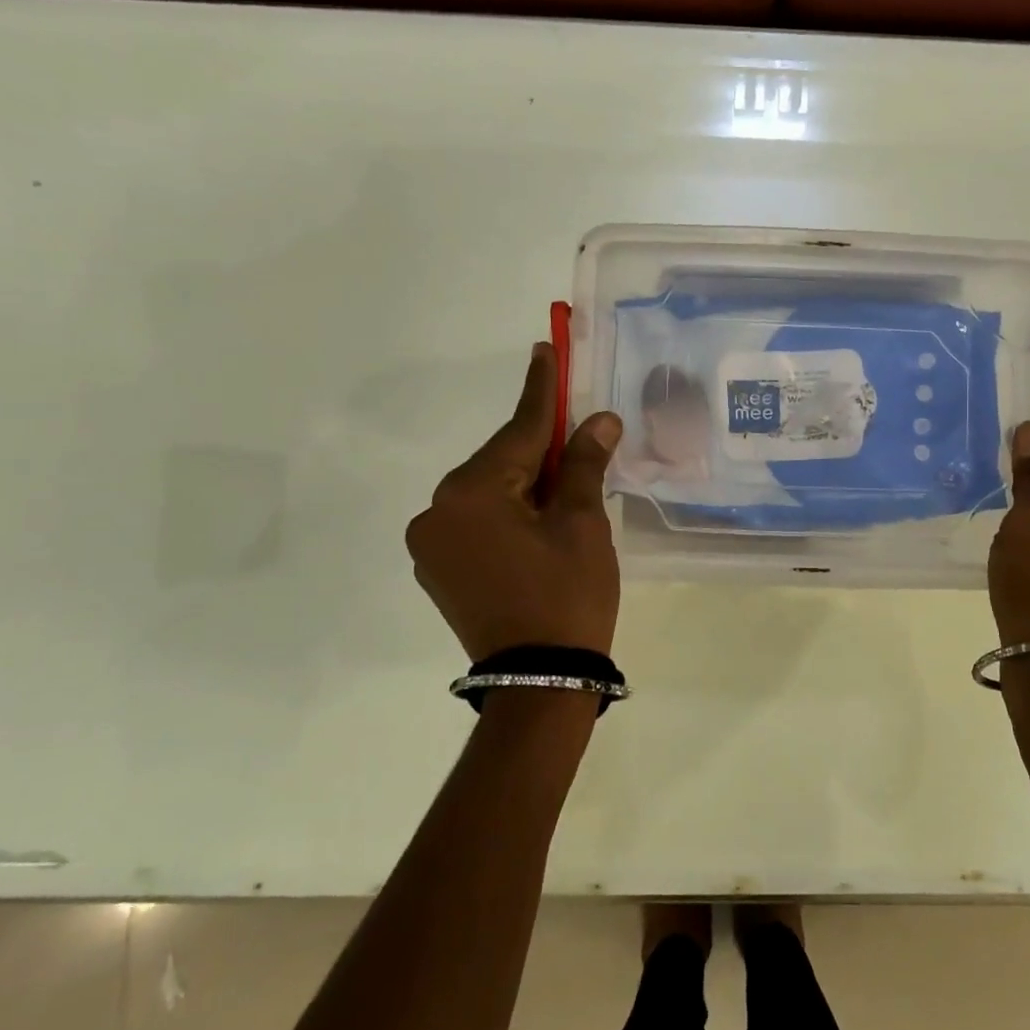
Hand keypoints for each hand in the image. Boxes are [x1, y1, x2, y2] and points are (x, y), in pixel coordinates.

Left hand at [406, 343, 623, 660]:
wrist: (540, 680)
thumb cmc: (567, 595)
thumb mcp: (582, 524)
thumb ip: (582, 464)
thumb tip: (599, 420)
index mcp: (471, 492)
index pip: (518, 429)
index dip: (541, 388)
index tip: (545, 348)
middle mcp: (437, 510)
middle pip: (500, 461)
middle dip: (538, 447)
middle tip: (575, 431)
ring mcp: (430, 544)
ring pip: (488, 492)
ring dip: (524, 482)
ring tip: (564, 490)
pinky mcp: (437, 569)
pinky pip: (476, 521)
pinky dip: (507, 511)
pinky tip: (537, 522)